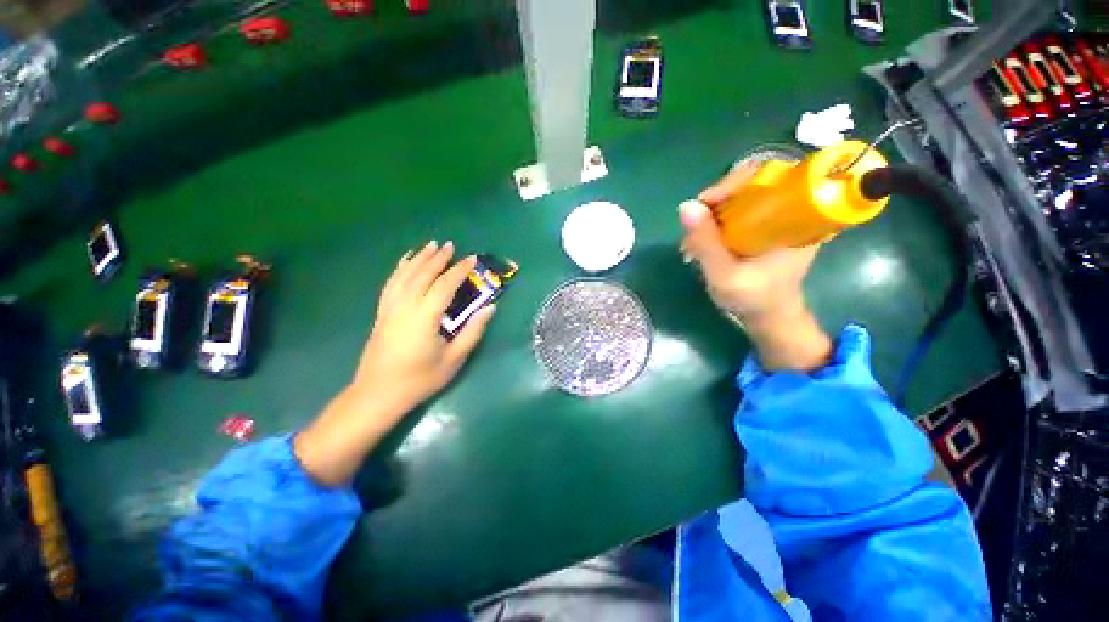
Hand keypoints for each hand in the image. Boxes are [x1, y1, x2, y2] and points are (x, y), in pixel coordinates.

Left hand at [353, 241, 494, 413]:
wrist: (378, 394)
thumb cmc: (420, 380)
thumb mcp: (454, 359)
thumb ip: (473, 331)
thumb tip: (490, 308)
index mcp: (424, 317)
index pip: (445, 285)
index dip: (459, 270)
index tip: (472, 259)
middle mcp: (405, 306)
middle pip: (422, 274)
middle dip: (438, 258)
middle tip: (451, 246)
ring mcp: (390, 308)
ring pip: (404, 275)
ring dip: (419, 258)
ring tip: (431, 245)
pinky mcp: (382, 313)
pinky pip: (390, 284)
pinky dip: (399, 269)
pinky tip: (405, 261)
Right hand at [682, 165, 831, 371]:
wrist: (768, 315)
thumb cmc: (753, 299)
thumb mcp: (725, 275)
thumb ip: (706, 243)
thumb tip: (686, 206)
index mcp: (796, 219)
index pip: (771, 176)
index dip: (735, 182)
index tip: (706, 203)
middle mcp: (790, 211)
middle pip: (753, 182)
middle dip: (718, 200)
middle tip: (695, 225)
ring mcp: (777, 217)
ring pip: (742, 196)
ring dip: (712, 212)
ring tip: (694, 238)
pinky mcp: (765, 225)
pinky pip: (738, 209)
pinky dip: (716, 220)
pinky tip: (702, 240)